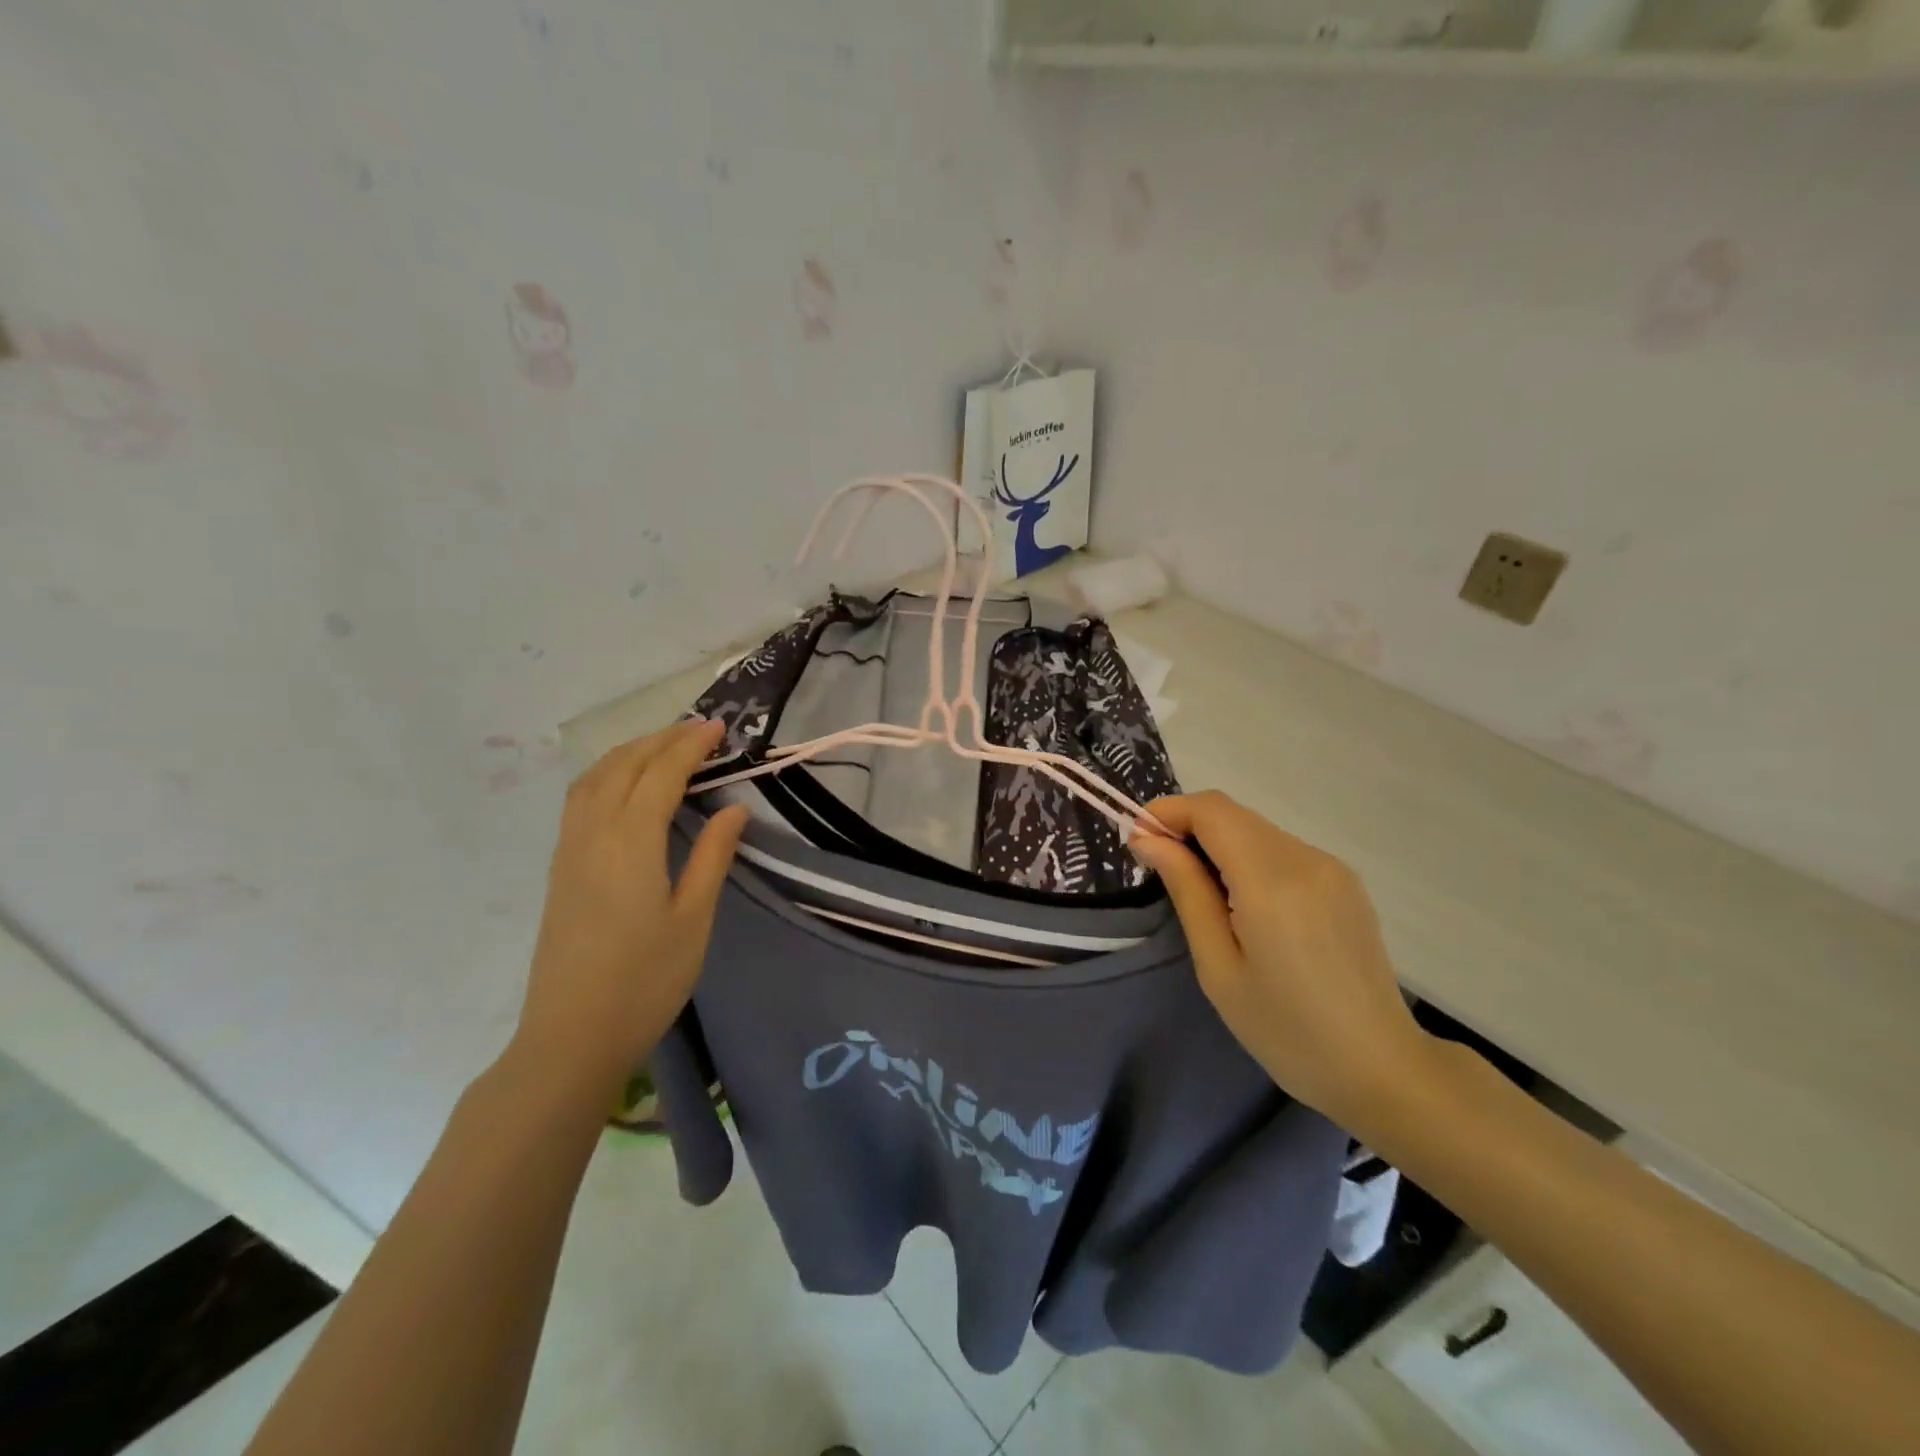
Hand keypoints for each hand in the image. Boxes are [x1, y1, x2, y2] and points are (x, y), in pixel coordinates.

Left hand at [511, 720, 747, 1103]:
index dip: (690, 746)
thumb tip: (734, 808)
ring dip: (630, 752)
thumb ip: (712, 856)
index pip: (661, 774)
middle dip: (662, 740)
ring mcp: (568, 850)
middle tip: (701, 732)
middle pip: (623, 766)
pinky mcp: (559, 869)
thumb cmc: (645, 981)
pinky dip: (607, 774)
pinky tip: (625, 786)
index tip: (720, 729)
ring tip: (665, 747)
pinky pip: (580, 799)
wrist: (571, 1037)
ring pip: (593, 779)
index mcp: (630, 843)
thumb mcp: (693, 919)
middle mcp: (592, 834)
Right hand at [1129, 792, 1430, 1127]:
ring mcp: (1331, 867)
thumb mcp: (1218, 967)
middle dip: (1187, 827)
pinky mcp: (1345, 881)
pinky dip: (1248, 857)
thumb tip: (1148, 839)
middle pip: (1233, 814)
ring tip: (1200, 892)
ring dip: (1218, 843)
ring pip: (1256, 829)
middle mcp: (1306, 859)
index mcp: (1272, 882)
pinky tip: (1243, 902)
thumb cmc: (1285, 1031)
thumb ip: (1186, 890)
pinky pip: (1281, 849)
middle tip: (1160, 868)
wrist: (1381, 1069)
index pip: (1211, 811)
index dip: (1167, 812)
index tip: (1138, 841)